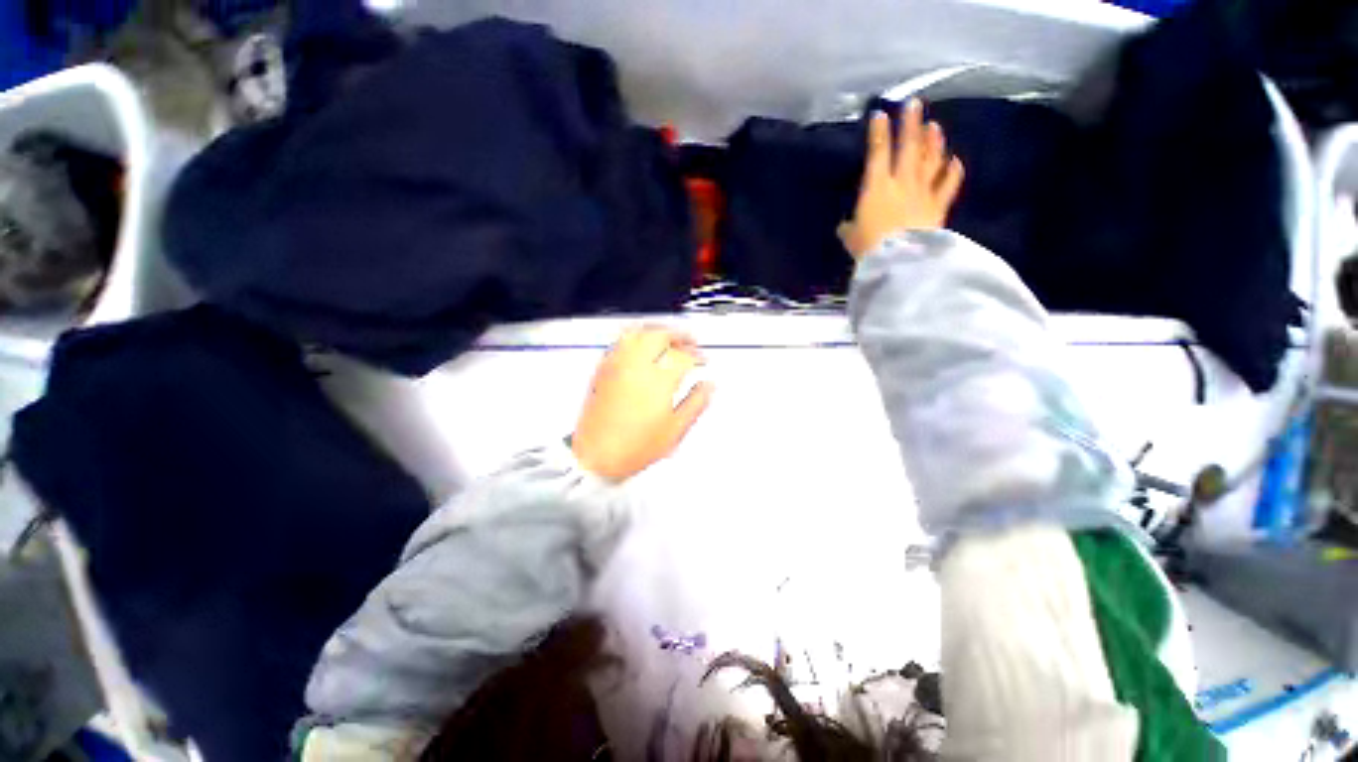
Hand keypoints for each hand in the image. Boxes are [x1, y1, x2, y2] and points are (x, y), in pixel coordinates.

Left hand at [571, 326, 713, 481]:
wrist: (596, 456)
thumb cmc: (637, 447)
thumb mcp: (675, 430)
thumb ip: (696, 403)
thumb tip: (710, 385)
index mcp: (657, 381)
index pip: (682, 356)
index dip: (697, 355)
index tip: (703, 360)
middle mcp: (636, 367)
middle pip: (659, 335)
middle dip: (678, 335)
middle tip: (689, 342)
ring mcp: (616, 365)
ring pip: (638, 333)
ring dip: (656, 331)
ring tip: (667, 338)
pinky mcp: (602, 370)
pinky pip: (619, 342)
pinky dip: (635, 337)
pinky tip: (642, 346)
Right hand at [840, 99, 964, 259]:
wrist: (900, 259)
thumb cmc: (869, 246)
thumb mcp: (852, 238)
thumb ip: (849, 229)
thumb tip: (845, 226)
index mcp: (877, 187)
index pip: (877, 154)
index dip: (878, 133)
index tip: (879, 114)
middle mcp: (902, 182)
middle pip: (908, 147)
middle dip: (910, 124)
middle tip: (914, 104)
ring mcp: (923, 192)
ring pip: (930, 160)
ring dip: (933, 142)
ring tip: (934, 126)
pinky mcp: (938, 206)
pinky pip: (948, 185)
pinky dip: (952, 172)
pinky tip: (955, 161)